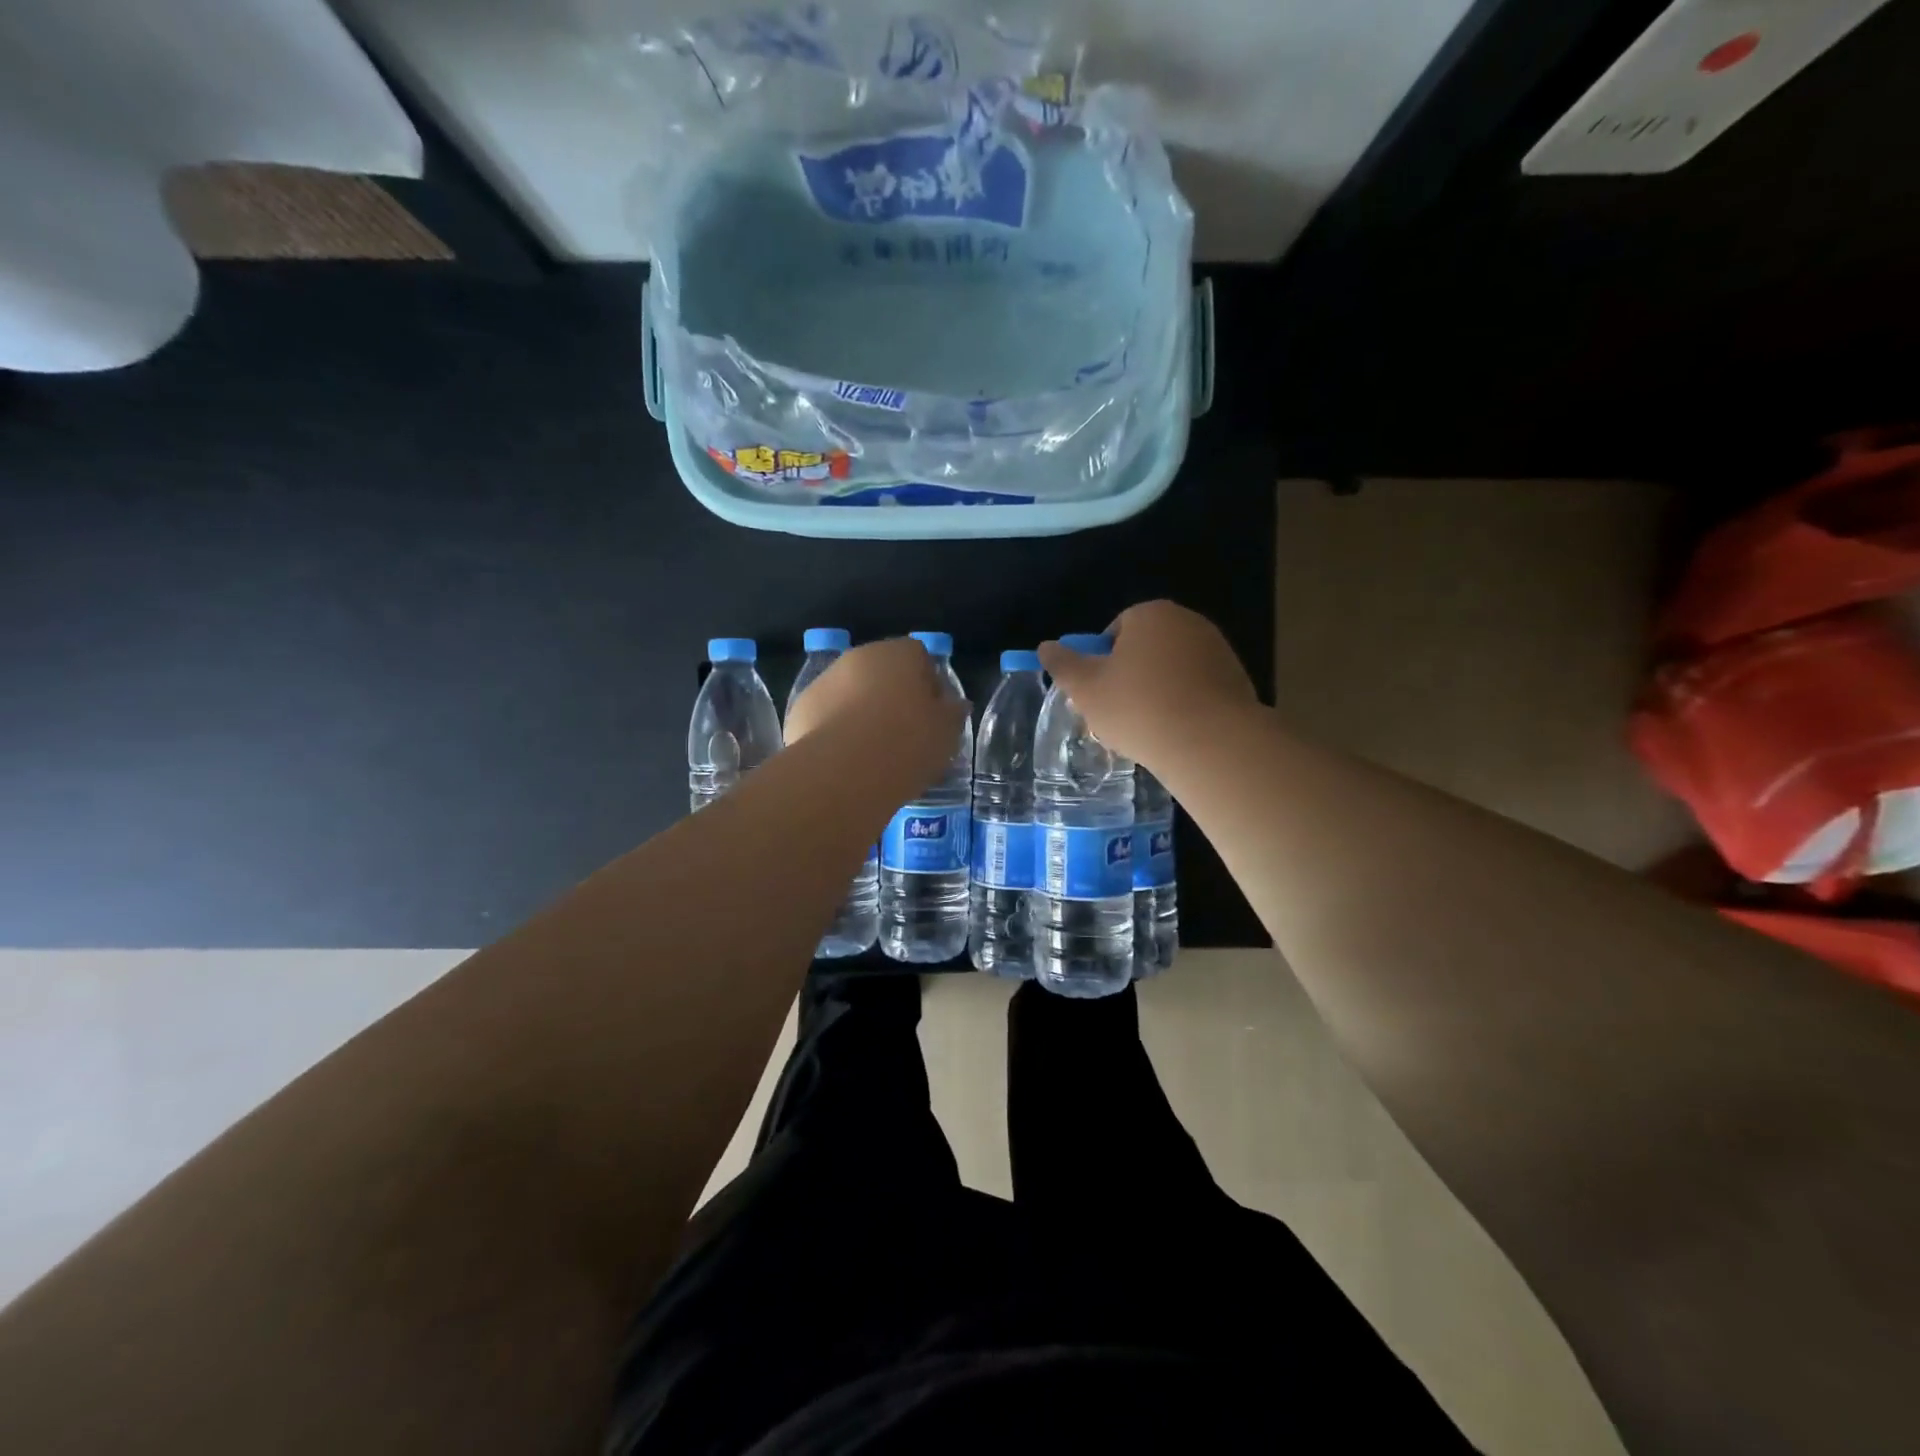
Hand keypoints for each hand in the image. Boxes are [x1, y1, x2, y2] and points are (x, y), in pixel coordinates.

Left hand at [784, 637, 967, 786]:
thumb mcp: (947, 732)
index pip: (919, 656)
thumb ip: (953, 712)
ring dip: (862, 713)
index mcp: (898, 653)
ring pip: (851, 694)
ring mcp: (824, 682)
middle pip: (882, 673)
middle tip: (906, 735)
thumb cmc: (907, 743)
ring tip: (874, 754)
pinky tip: (847, 761)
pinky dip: (837, 732)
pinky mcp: (800, 710)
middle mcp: (857, 657)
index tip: (934, 716)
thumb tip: (953, 705)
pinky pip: (827, 717)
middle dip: (893, 697)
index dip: (929, 685)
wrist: (844, 771)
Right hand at [1038, 600, 1257, 768]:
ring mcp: (1218, 650)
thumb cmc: (1138, 707)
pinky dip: (1185, 706)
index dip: (1102, 661)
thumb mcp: (1086, 688)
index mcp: (1151, 614)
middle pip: (1146, 648)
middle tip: (1118, 713)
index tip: (1098, 691)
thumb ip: (1063, 665)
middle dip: (1130, 676)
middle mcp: (1188, 622)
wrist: (1210, 742)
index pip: (1116, 629)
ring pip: (1173, 670)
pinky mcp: (1237, 680)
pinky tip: (1176, 734)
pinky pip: (1198, 689)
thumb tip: (1046, 647)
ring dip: (1158, 692)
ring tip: (1147, 729)